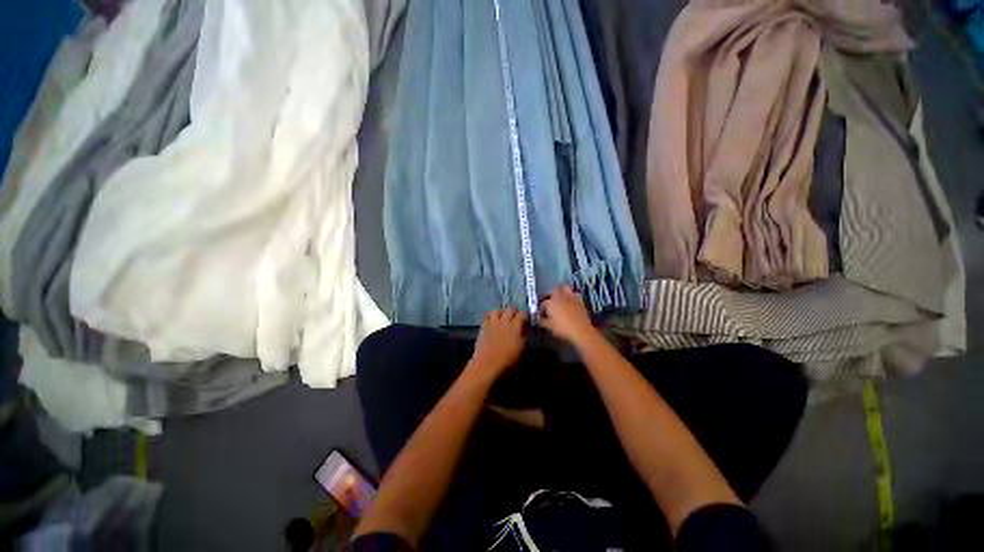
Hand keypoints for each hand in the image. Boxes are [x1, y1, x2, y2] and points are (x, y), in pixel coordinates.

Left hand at [470, 306, 526, 374]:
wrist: (487, 362)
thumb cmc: (507, 359)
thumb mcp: (520, 349)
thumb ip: (522, 337)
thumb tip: (523, 331)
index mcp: (515, 326)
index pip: (522, 314)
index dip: (525, 315)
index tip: (525, 318)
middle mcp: (504, 321)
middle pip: (510, 309)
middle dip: (514, 310)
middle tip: (515, 315)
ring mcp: (492, 322)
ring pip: (497, 310)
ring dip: (500, 313)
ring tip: (501, 317)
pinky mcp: (483, 326)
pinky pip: (486, 316)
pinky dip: (489, 317)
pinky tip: (491, 322)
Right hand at [538, 286, 595, 345]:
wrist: (581, 331)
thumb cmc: (562, 329)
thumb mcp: (549, 327)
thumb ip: (542, 322)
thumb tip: (539, 320)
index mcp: (551, 303)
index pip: (543, 303)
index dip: (542, 308)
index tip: (542, 314)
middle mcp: (560, 297)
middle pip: (554, 290)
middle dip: (551, 294)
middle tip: (550, 301)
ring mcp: (571, 298)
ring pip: (565, 288)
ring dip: (562, 291)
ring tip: (560, 297)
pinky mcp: (580, 301)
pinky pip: (575, 294)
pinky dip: (572, 296)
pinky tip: (571, 301)